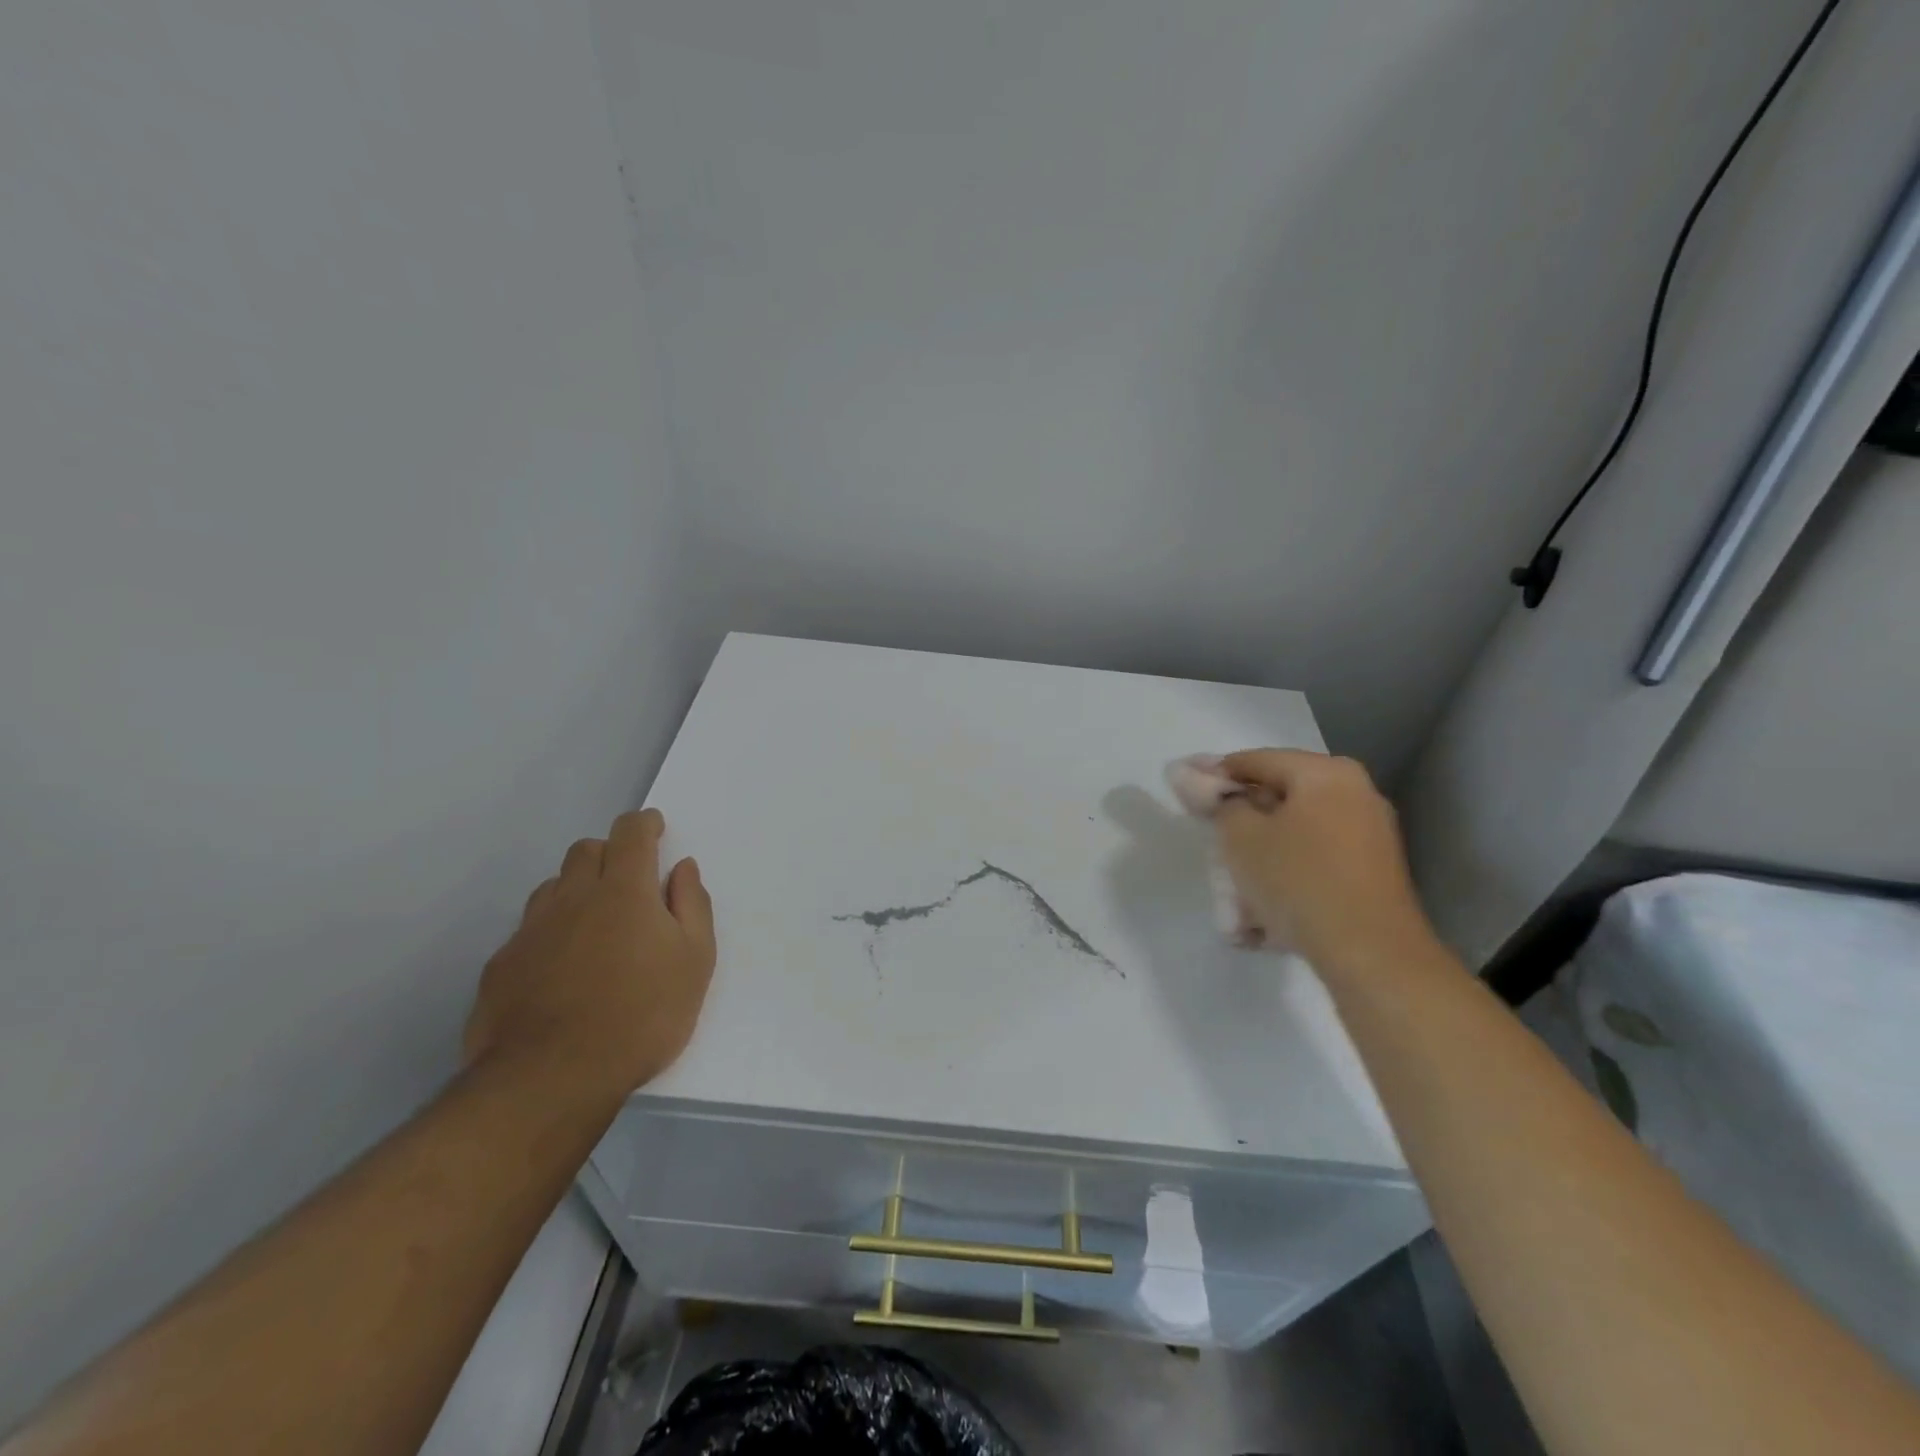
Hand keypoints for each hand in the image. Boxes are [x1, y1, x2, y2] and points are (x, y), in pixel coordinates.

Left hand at [465, 808, 715, 1099]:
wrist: (552, 1078)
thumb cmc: (643, 1015)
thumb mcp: (695, 961)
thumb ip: (692, 906)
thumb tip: (682, 869)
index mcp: (624, 890)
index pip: (631, 833)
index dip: (645, 823)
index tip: (655, 828)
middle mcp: (573, 897)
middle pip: (586, 850)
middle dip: (610, 852)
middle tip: (630, 881)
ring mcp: (531, 930)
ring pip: (553, 886)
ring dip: (576, 888)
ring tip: (595, 923)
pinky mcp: (501, 964)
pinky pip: (529, 928)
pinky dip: (551, 929)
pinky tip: (561, 965)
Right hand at [1214, 749, 1436, 976]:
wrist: (1370, 954)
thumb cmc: (1298, 880)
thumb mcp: (1240, 837)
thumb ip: (1221, 804)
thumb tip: (1214, 791)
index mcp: (1326, 773)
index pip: (1255, 761)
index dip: (1214, 776)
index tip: (1186, 797)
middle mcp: (1355, 793)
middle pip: (1278, 797)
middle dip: (1241, 822)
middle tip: (1211, 845)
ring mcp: (1369, 834)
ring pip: (1295, 833)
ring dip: (1261, 855)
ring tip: (1235, 890)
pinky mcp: (1372, 872)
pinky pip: (1315, 861)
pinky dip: (1287, 875)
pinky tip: (1265, 911)